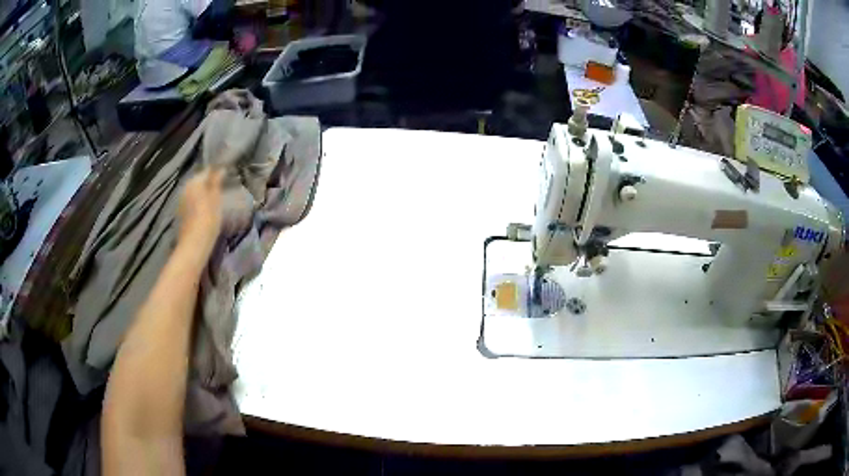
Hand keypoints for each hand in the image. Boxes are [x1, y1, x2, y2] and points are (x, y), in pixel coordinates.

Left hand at [178, 168, 224, 262]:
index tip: (226, 178)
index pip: (206, 171)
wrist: (193, 245)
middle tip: (222, 190)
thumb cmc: (207, 220)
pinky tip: (206, 212)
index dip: (216, 173)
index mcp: (194, 182)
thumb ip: (216, 182)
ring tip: (215, 201)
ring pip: (195, 193)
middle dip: (208, 184)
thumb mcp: (215, 199)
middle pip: (199, 182)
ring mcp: (181, 202)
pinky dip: (198, 204)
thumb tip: (220, 168)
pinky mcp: (181, 214)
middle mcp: (185, 188)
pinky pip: (191, 203)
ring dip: (203, 195)